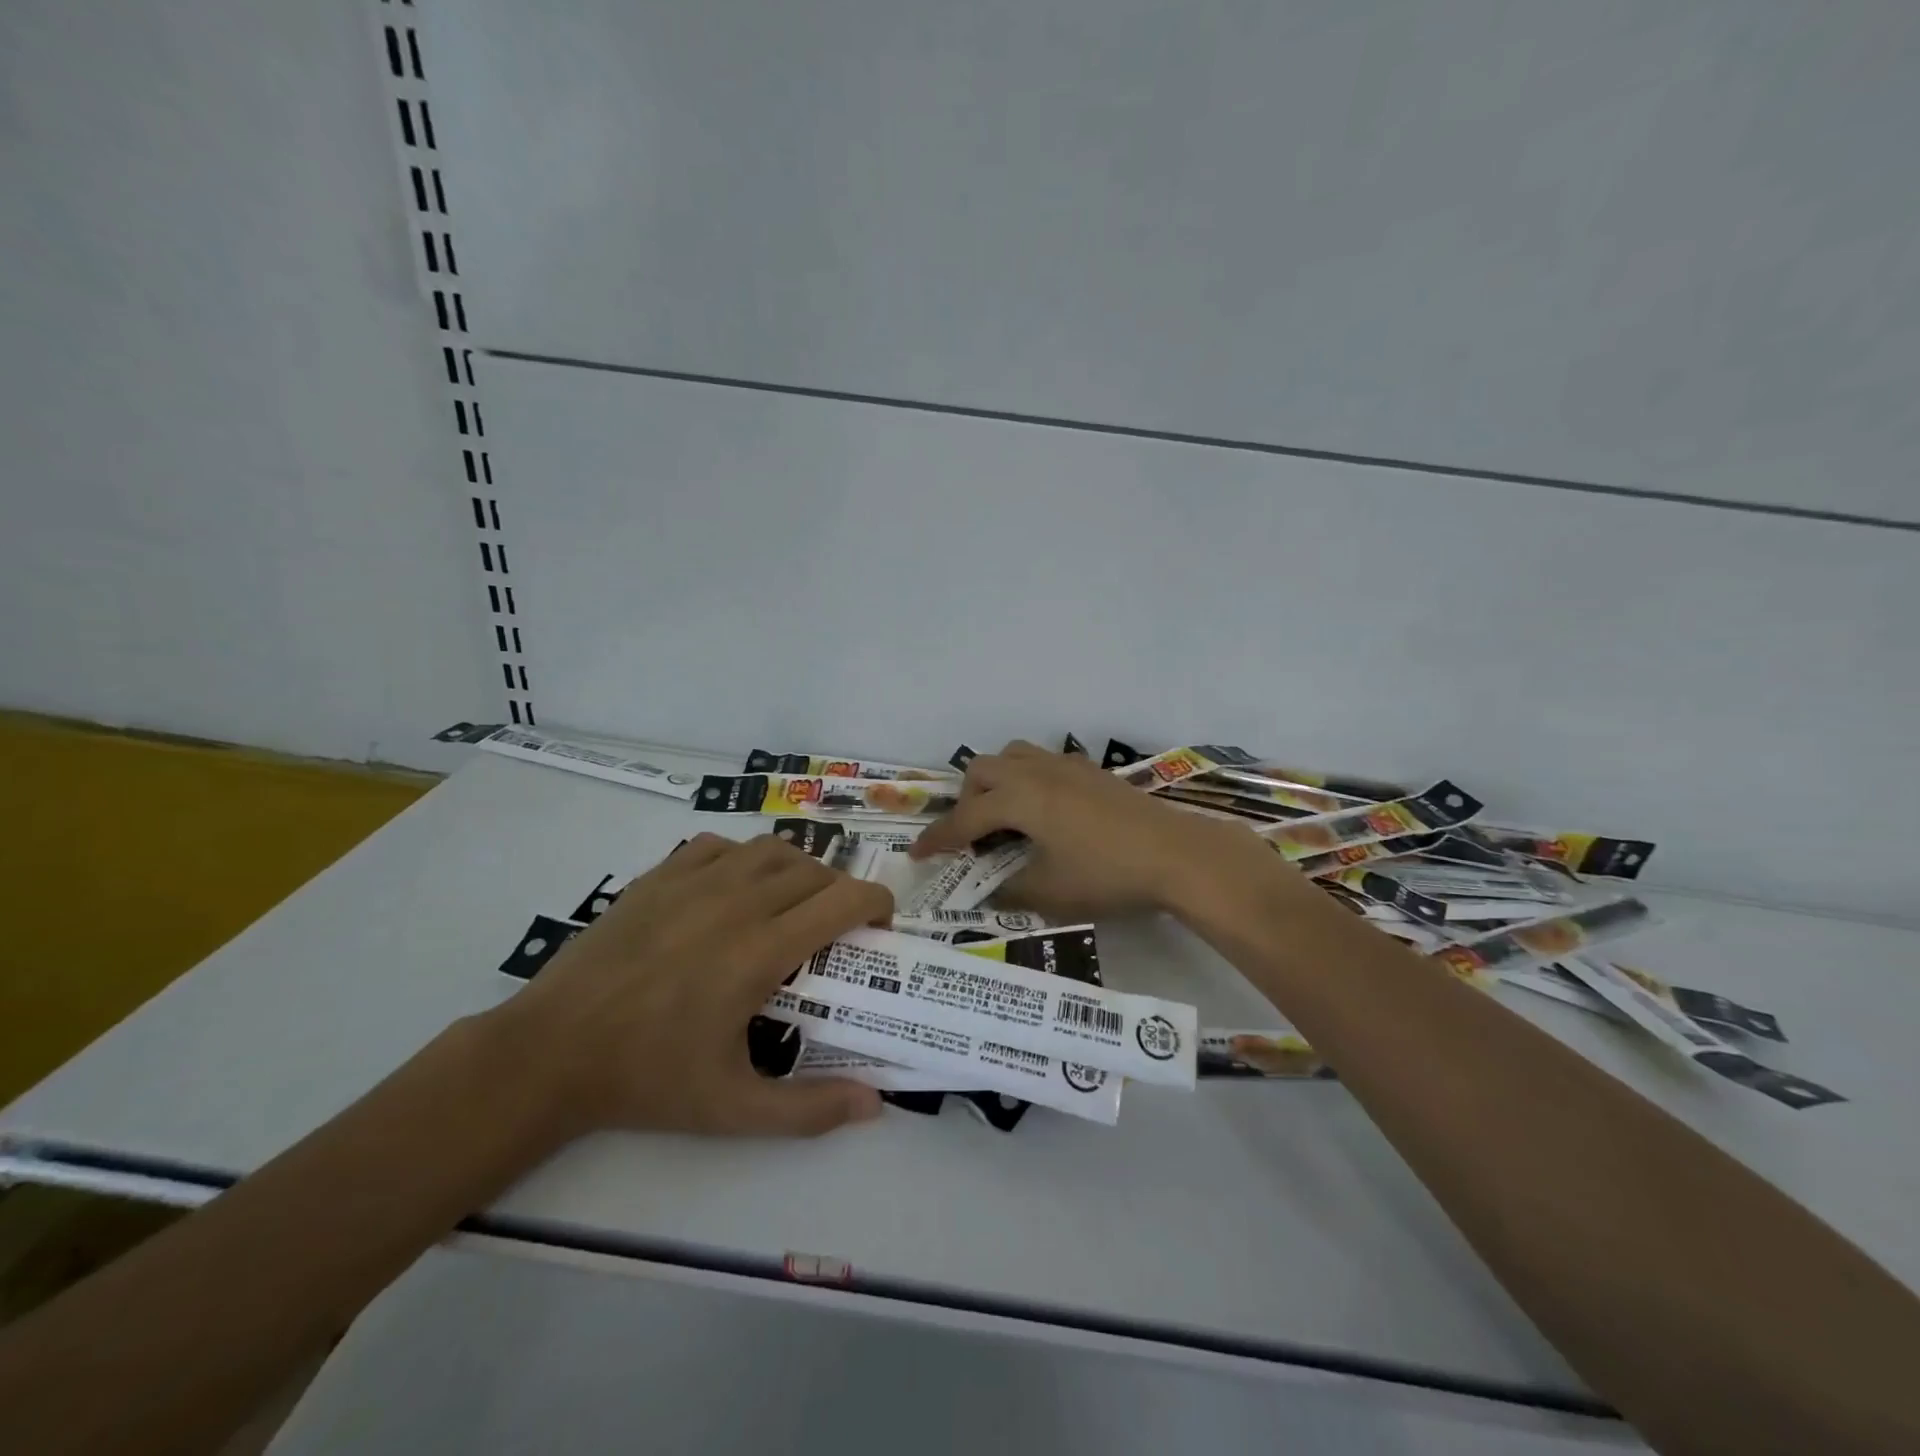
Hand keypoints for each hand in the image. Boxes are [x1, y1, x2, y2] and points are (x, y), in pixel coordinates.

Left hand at [496, 833, 891, 1137]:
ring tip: (789, 904)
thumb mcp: (733, 1109)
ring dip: (796, 870)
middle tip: (835, 929)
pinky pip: (721, 846)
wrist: (551, 1052)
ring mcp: (694, 882)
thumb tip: (874, 1105)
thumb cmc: (647, 1080)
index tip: (881, 924)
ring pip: (771, 849)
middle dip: (839, 893)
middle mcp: (737, 902)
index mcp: (761, 950)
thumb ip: (809, 1110)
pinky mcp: (659, 876)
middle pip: (815, 871)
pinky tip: (732, 891)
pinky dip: (743, 859)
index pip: (844, 900)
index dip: (877, 903)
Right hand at [909, 741, 1283, 919]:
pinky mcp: (1091, 771)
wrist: (1176, 854)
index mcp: (1019, 798)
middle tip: (973, 837)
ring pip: (1013, 756)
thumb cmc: (1106, 874)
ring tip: (1006, 818)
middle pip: (982, 770)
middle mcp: (1036, 772)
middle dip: (967, 801)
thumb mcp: (1050, 892)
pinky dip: (1027, 781)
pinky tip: (1046, 813)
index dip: (938, 839)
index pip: (965, 817)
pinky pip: (1042, 763)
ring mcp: (1066, 766)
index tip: (917, 855)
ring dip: (997, 782)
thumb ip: (1008, 890)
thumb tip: (987, 892)